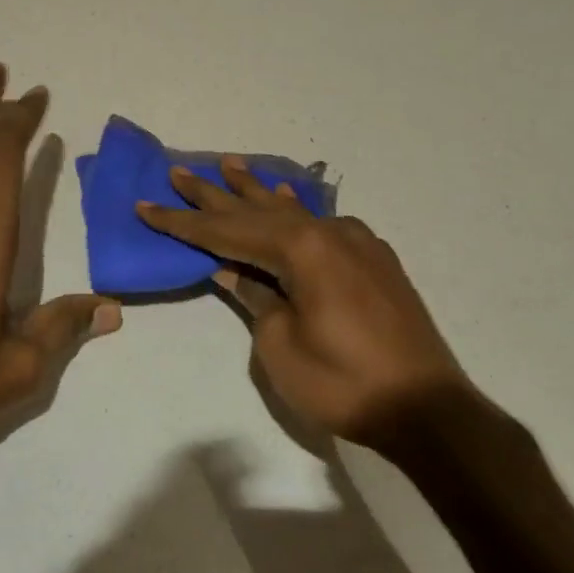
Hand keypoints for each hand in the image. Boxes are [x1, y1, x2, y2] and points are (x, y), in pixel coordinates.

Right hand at [137, 160, 473, 449]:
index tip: (146, 205)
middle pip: (257, 210)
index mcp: (301, 249)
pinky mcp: (373, 258)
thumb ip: (256, 298)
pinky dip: (295, 210)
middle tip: (179, 172)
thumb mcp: (282, 347)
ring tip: (229, 165)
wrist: (427, 407)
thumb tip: (233, 270)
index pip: (226, 232)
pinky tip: (286, 197)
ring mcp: (355, 242)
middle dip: (215, 194)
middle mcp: (328, 232)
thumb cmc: (344, 383)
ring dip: (257, 190)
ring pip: (293, 210)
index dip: (182, 222)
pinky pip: (322, 223)